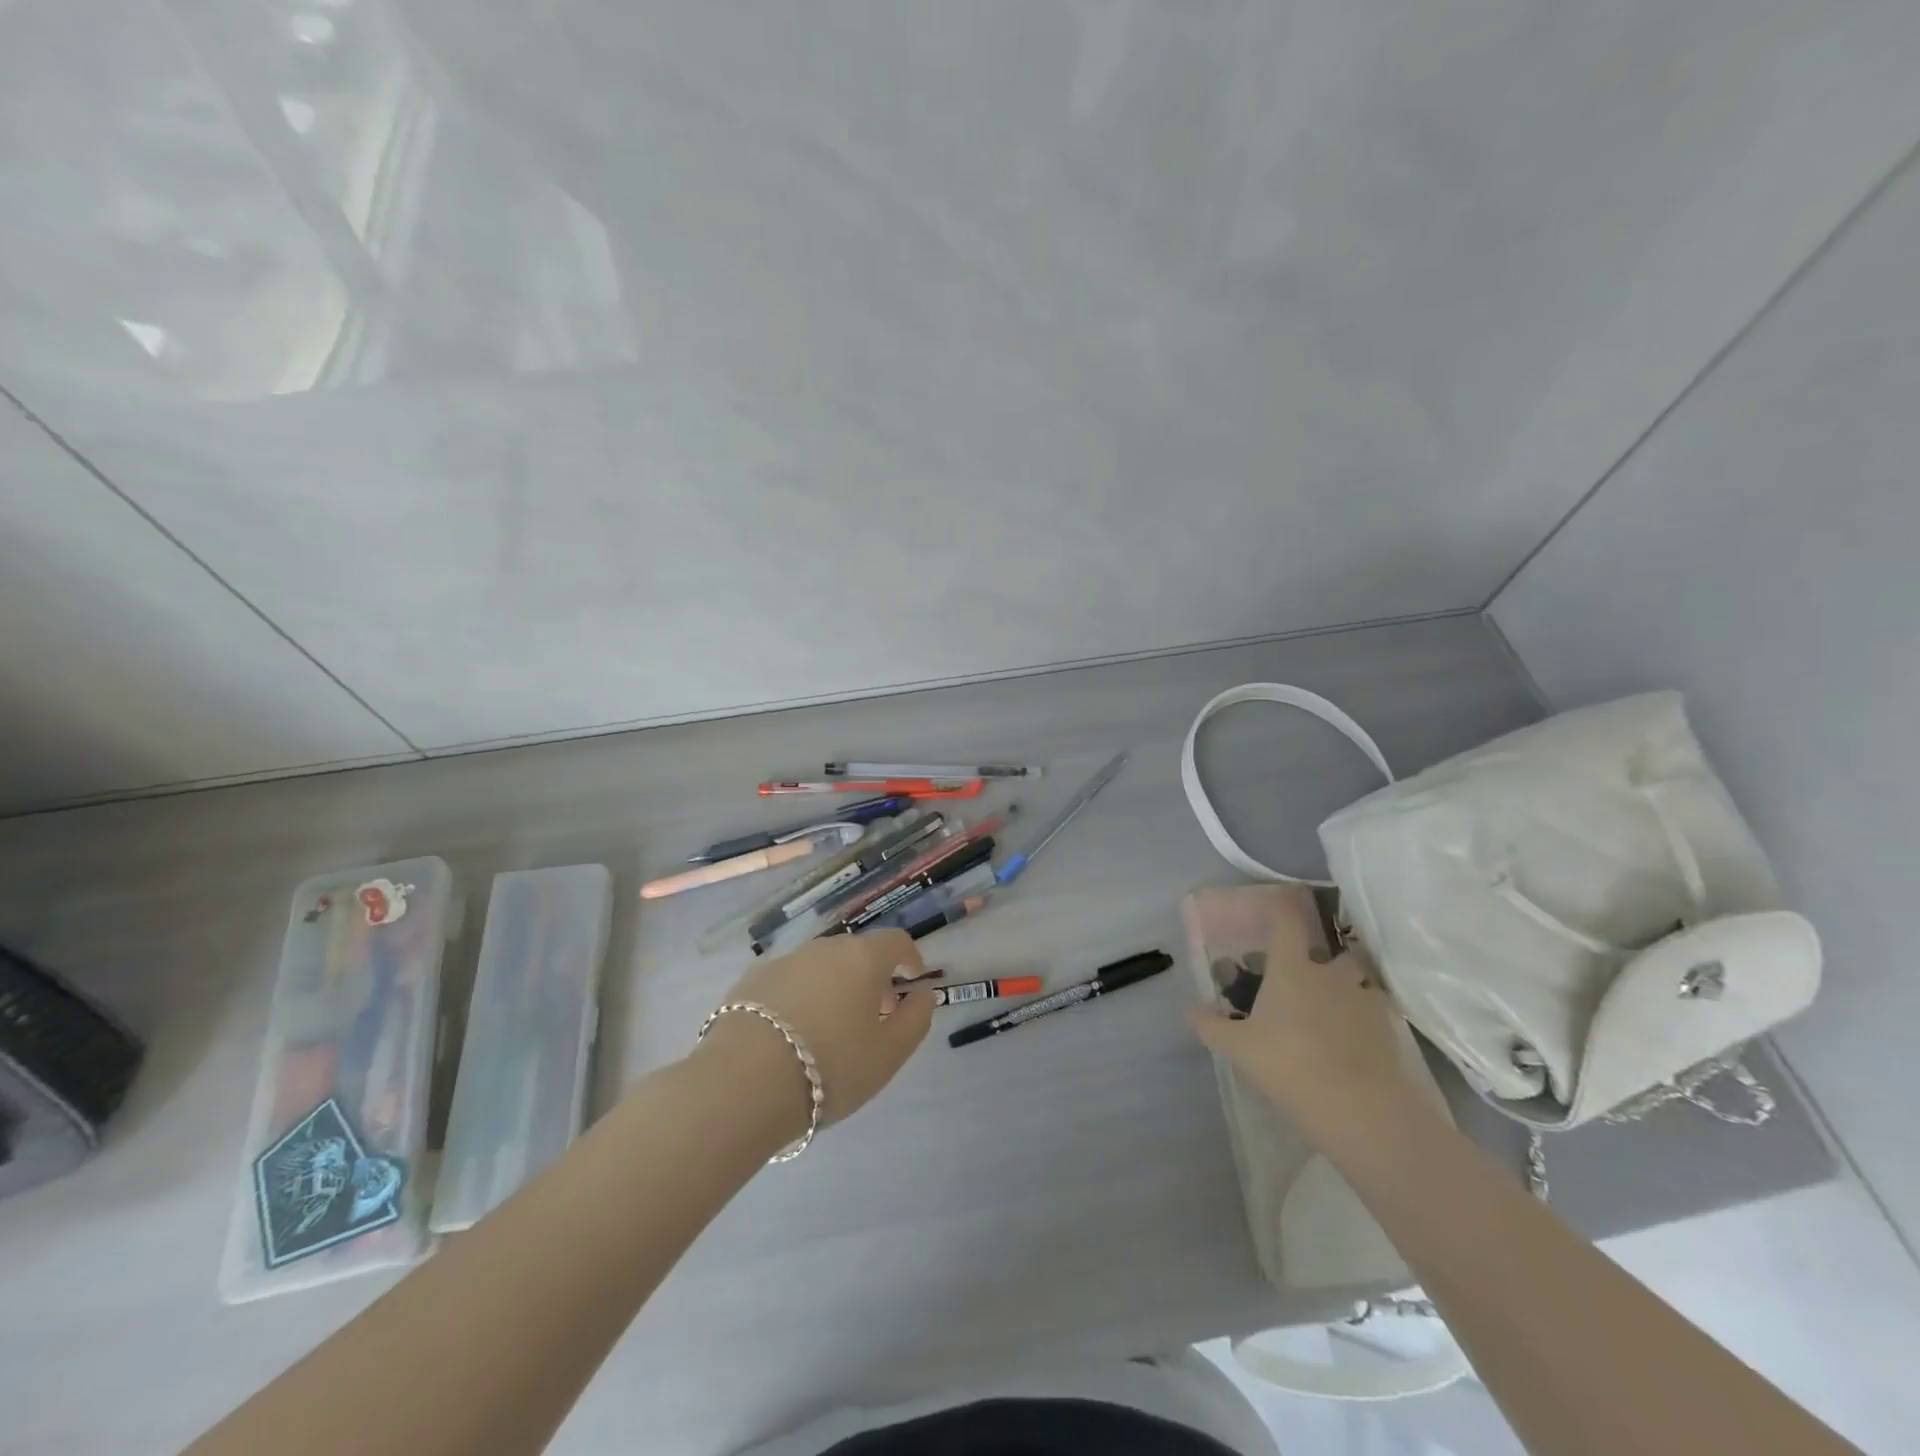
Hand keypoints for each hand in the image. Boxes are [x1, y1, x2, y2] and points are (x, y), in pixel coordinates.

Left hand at [698, 929, 934, 1132]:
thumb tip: (923, 993)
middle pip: (856, 953)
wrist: (742, 1083)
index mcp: (862, 957)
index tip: (912, 983)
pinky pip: (788, 982)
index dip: (910, 959)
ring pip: (820, 967)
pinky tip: (791, 1034)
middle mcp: (823, 948)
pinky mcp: (750, 982)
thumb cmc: (831, 1066)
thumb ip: (916, 1018)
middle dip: (871, 977)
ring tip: (830, 1028)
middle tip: (874, 1014)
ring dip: (833, 986)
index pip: (896, 941)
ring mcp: (783, 961)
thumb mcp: (889, 1053)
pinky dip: (799, 998)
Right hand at [1187, 915, 1424, 1140]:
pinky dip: (1359, 1014)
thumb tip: (1190, 1008)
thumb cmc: (1291, 1065)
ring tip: (1324, 1011)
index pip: (1286, 917)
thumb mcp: (1238, 1048)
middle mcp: (1331, 969)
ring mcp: (1365, 995)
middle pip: (1325, 948)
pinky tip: (1347, 1040)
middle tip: (1296, 977)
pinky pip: (1370, 1007)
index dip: (1279, 904)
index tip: (1272, 902)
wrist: (1366, 1110)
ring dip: (1339, 986)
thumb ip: (1210, 1025)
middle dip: (1312, 957)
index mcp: (1292, 965)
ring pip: (1351, 977)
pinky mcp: (1391, 1025)